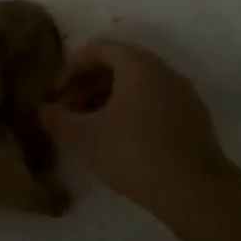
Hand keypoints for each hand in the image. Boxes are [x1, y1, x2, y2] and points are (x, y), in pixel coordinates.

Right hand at [39, 38, 236, 219]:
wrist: (196, 192)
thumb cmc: (133, 153)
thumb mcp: (83, 138)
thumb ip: (56, 119)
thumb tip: (43, 110)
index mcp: (138, 64)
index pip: (97, 48)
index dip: (70, 68)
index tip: (55, 95)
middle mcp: (164, 70)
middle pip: (118, 65)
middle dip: (87, 85)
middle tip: (68, 112)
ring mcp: (183, 94)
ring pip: (137, 86)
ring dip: (107, 100)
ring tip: (89, 129)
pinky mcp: (194, 119)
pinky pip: (154, 103)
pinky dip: (131, 112)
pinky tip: (119, 142)